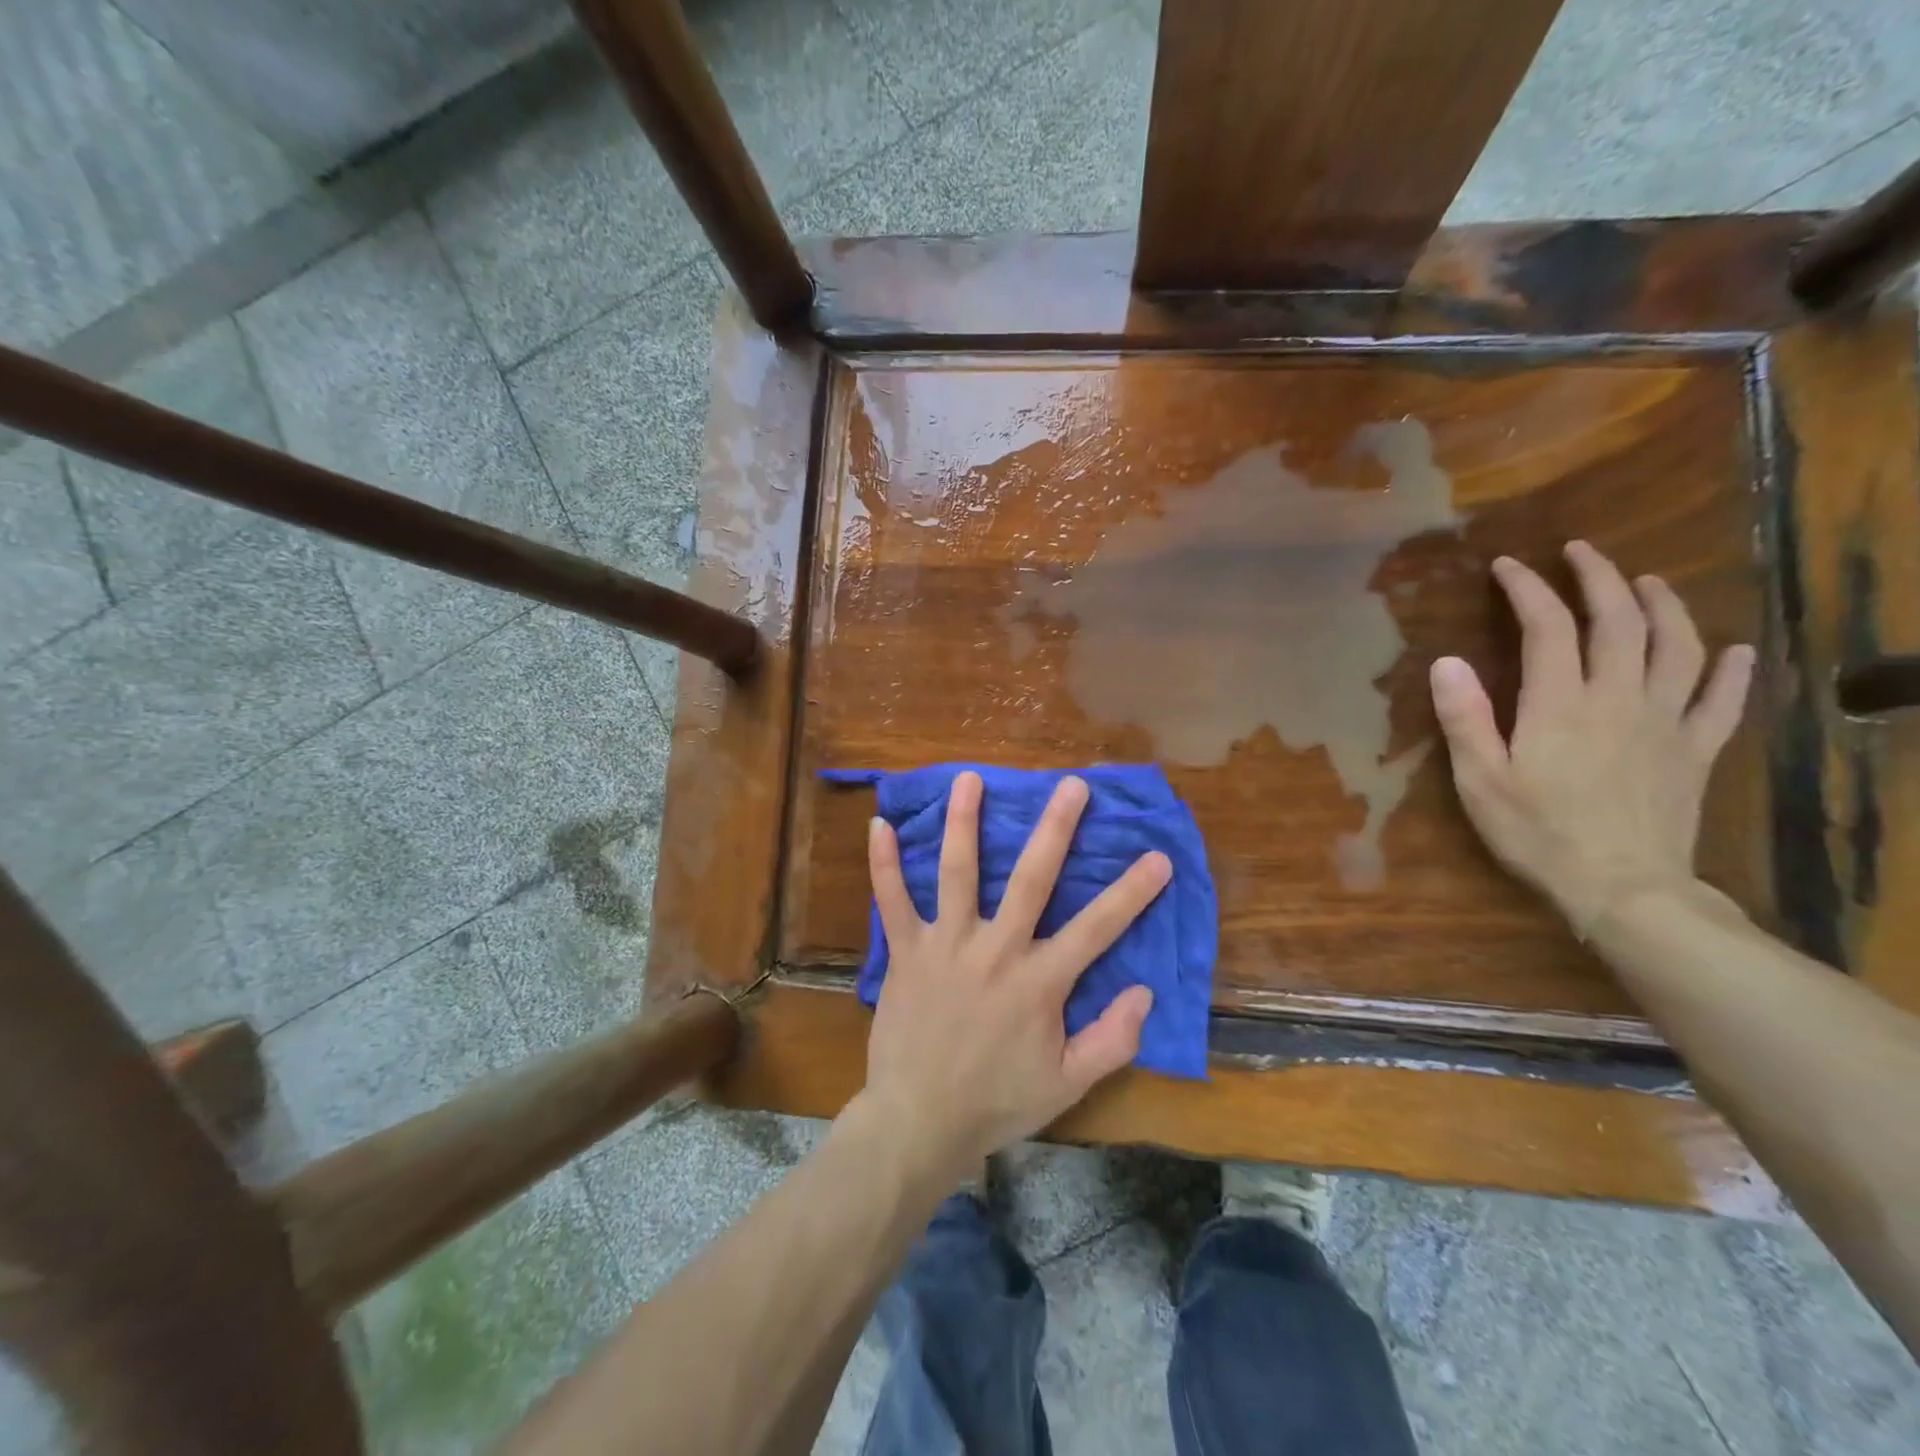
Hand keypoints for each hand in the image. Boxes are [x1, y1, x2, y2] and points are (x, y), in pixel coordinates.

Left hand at [857, 771, 1170, 1183]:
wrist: (919, 1121)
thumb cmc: (997, 1102)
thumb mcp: (1067, 1085)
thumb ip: (1111, 1040)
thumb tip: (1144, 992)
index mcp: (1039, 982)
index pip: (1096, 928)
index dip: (1131, 892)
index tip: (1157, 856)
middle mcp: (996, 951)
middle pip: (1031, 879)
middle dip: (1054, 829)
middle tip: (1070, 786)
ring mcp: (946, 946)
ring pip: (957, 873)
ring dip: (964, 824)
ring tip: (970, 779)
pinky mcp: (906, 952)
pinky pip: (892, 901)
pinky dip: (884, 864)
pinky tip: (878, 825)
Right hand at [1429, 540, 1755, 935]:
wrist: (1622, 888)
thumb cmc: (1537, 833)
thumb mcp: (1480, 780)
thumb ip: (1464, 718)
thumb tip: (1446, 661)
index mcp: (1560, 704)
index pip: (1548, 628)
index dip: (1528, 590)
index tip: (1508, 566)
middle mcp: (1619, 698)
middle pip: (1620, 621)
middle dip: (1599, 579)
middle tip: (1580, 553)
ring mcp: (1666, 721)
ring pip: (1678, 647)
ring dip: (1664, 607)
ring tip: (1648, 583)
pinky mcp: (1695, 750)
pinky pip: (1723, 700)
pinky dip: (1731, 670)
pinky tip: (1733, 650)